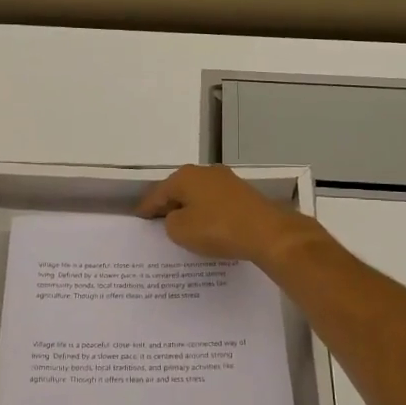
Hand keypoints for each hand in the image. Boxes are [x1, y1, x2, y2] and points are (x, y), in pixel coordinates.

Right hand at [136, 164, 324, 266]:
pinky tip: (207, 227)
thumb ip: (170, 222)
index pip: (157, 193)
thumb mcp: (181, 230)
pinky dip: (207, 213)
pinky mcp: (243, 194)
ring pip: (199, 195)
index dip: (146, 208)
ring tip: (182, 227)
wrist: (266, 232)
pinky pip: (215, 203)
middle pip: (179, 190)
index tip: (139, 218)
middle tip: (158, 223)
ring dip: (190, 209)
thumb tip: (177, 217)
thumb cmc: (217, 228)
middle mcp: (205, 172)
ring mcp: (226, 181)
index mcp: (185, 176)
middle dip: (168, 205)